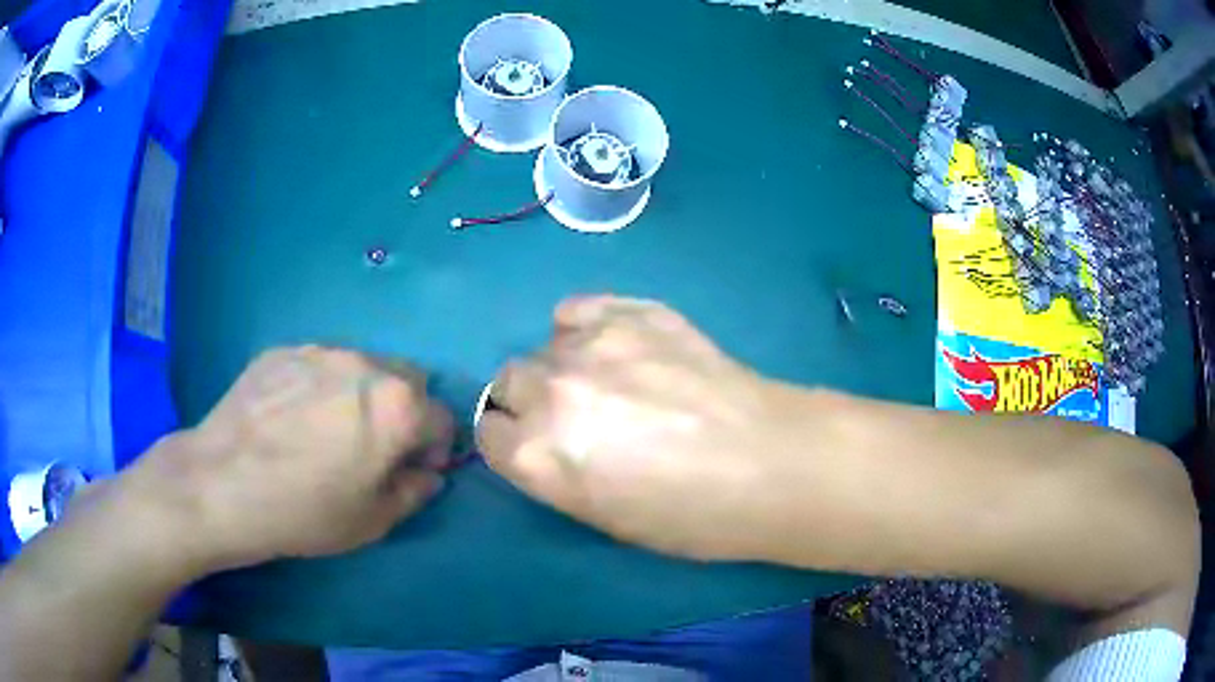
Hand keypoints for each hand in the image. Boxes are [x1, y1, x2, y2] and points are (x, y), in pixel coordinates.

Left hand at [126, 346, 453, 570]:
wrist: (221, 483)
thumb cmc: (303, 511)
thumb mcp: (372, 521)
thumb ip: (414, 492)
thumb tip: (427, 474)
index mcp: (398, 406)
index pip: (441, 419)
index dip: (433, 449)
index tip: (410, 470)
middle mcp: (366, 364)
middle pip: (407, 380)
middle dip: (404, 411)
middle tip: (372, 446)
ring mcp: (321, 351)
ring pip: (362, 366)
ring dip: (363, 393)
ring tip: (326, 428)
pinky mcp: (284, 350)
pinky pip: (319, 364)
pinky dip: (321, 385)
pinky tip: (290, 416)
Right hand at [476, 296, 818, 561]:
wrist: (771, 463)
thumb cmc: (693, 516)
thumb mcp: (606, 519)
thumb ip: (556, 474)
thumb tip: (545, 443)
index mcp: (538, 455)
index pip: (488, 434)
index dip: (511, 442)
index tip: (536, 446)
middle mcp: (551, 392)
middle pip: (509, 382)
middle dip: (530, 402)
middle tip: (575, 418)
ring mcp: (593, 344)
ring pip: (545, 346)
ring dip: (562, 366)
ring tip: (608, 382)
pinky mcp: (633, 312)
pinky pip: (579, 309)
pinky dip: (586, 327)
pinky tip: (617, 345)